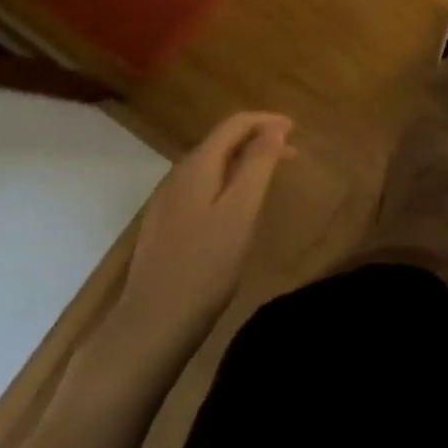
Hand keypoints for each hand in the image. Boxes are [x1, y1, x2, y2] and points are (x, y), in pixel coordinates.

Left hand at [101, 112, 293, 369]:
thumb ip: (258, 165)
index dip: (267, 120)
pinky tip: (238, 205)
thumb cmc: (204, 266)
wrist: (150, 326)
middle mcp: (178, 175)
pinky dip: (228, 181)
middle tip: (293, 153)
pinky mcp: (165, 225)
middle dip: (259, 140)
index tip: (296, 130)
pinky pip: (202, 186)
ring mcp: (167, 201)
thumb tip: (274, 129)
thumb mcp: (241, 212)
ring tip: (270, 176)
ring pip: (212, 165)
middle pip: (222, 142)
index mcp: (197, 166)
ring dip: (244, 161)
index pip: (235, 124)